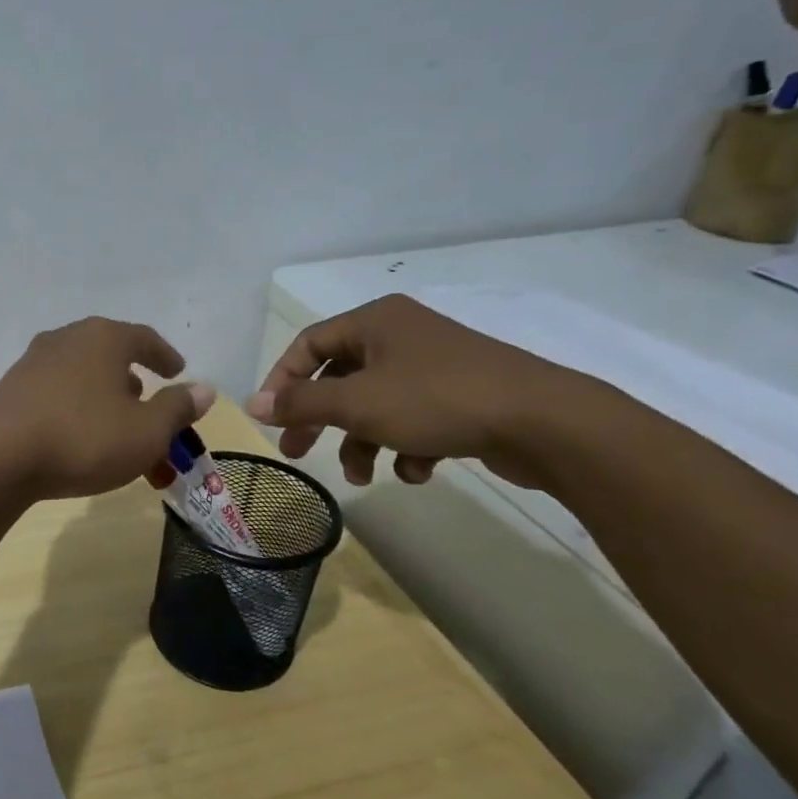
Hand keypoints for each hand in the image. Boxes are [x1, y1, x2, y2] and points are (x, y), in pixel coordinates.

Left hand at [0, 318, 214, 499]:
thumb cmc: (83, 438)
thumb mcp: (145, 431)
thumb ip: (176, 409)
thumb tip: (204, 389)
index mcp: (104, 338)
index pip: (144, 338)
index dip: (165, 356)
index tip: (178, 371)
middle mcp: (67, 338)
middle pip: (109, 353)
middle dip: (132, 378)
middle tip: (146, 402)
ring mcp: (33, 361)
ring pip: (81, 372)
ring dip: (102, 393)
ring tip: (113, 422)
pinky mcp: (11, 388)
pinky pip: (56, 391)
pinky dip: (75, 406)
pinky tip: (75, 432)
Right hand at [245, 295, 589, 488]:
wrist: (544, 421)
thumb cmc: (436, 400)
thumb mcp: (356, 403)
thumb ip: (301, 404)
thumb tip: (253, 405)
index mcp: (375, 321)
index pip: (308, 344)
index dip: (282, 381)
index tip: (271, 419)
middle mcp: (402, 336)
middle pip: (340, 378)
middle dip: (320, 420)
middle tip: (299, 453)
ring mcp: (434, 366)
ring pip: (376, 405)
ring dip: (363, 443)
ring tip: (365, 477)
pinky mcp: (461, 397)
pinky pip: (414, 419)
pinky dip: (406, 446)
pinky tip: (419, 470)